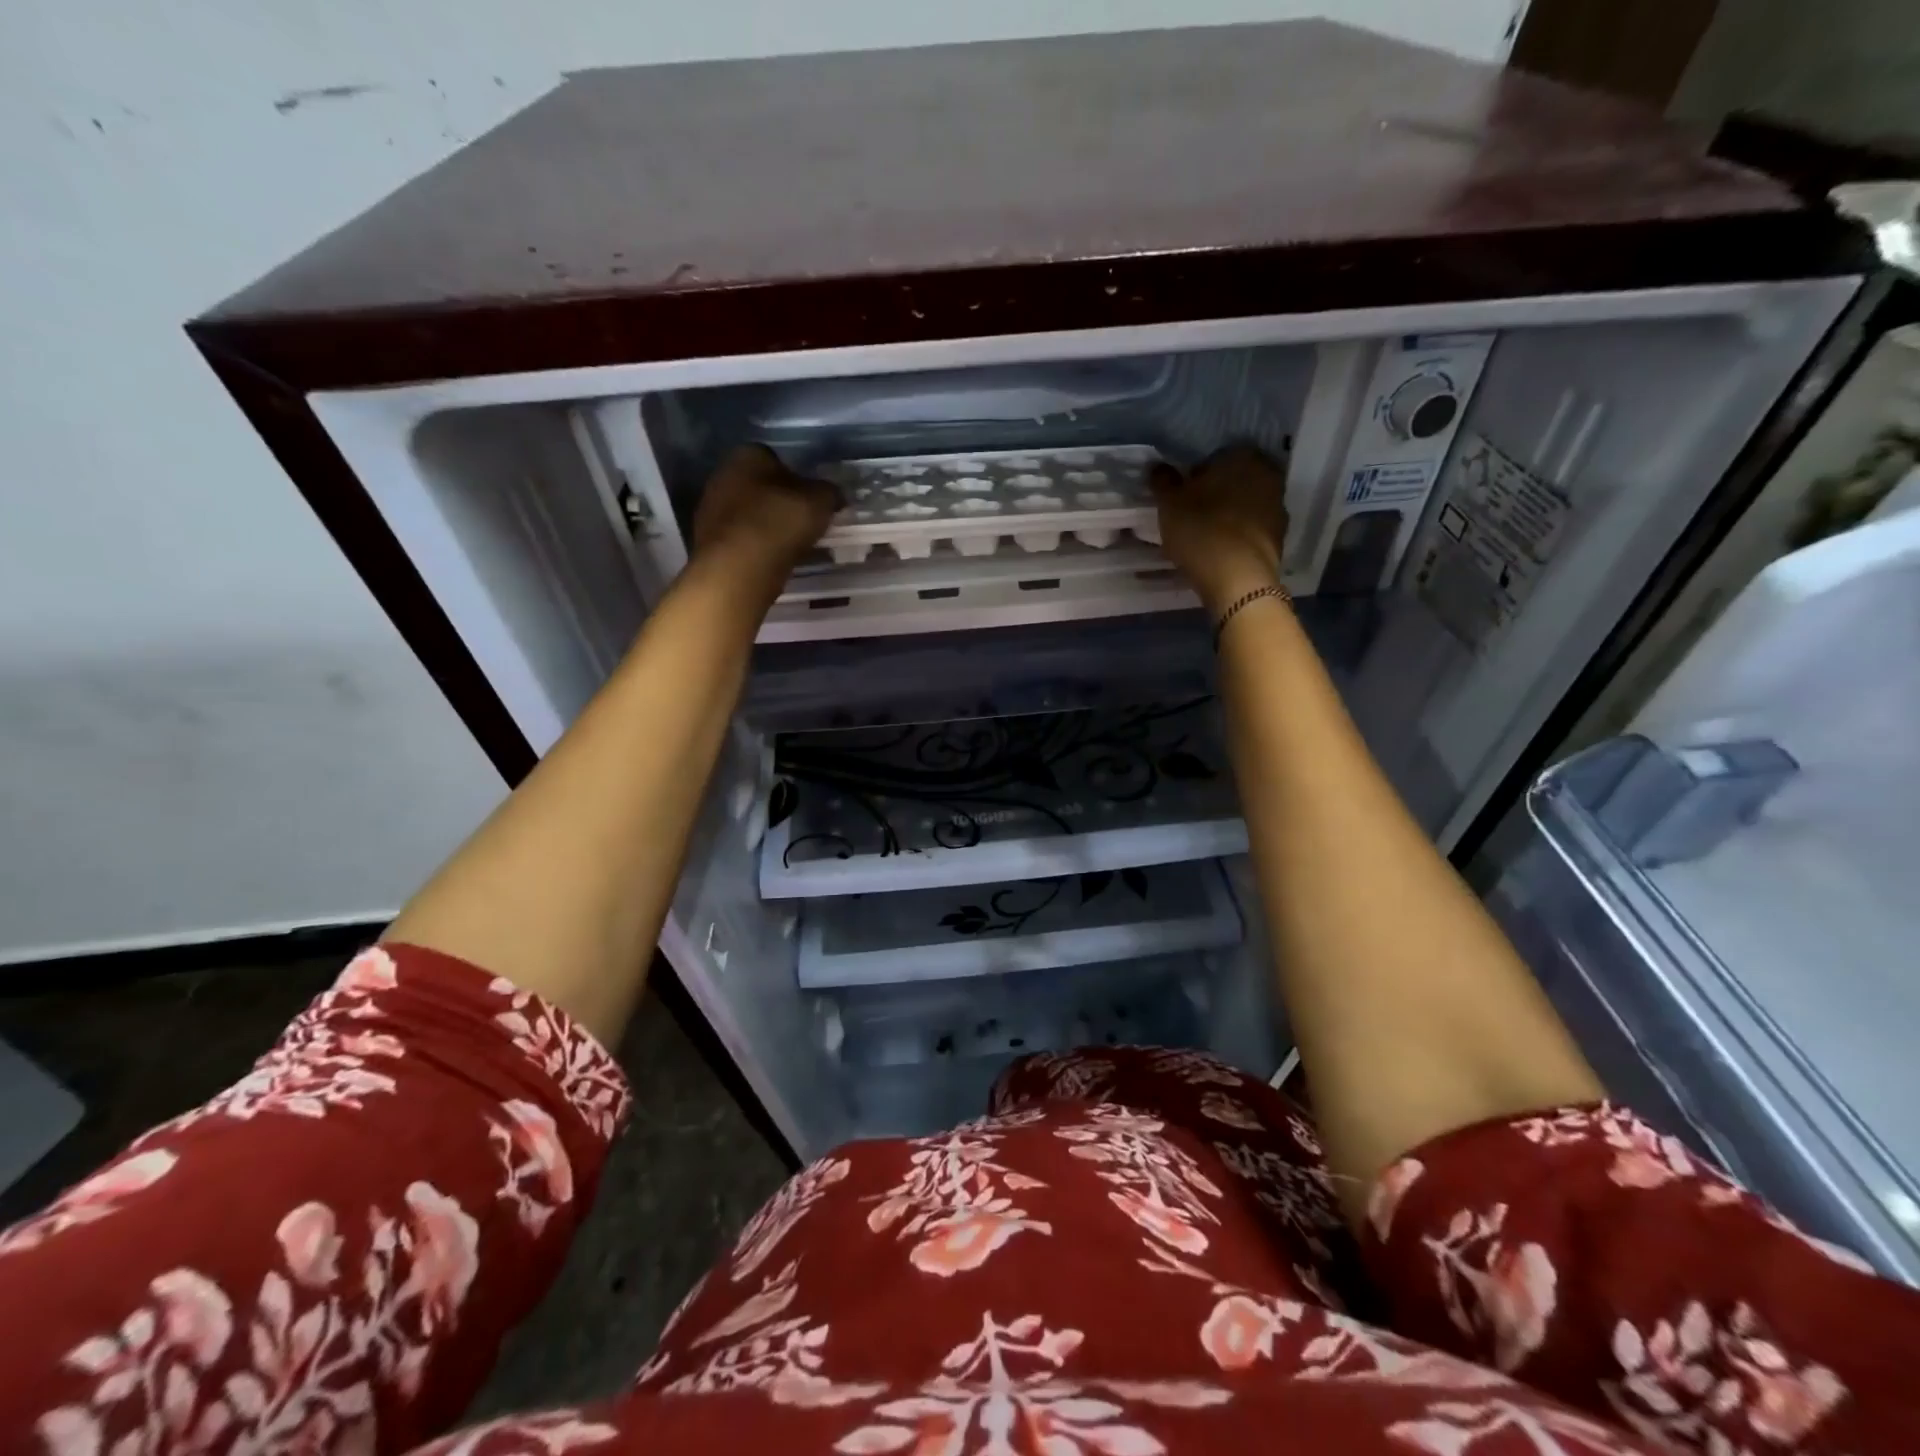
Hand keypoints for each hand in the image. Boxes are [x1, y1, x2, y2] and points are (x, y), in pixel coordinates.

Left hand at [691, 444, 841, 590]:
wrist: (739, 568)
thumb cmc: (780, 522)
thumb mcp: (820, 502)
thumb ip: (829, 492)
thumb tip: (833, 494)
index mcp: (748, 454)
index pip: (775, 459)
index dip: (797, 479)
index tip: (810, 500)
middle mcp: (722, 474)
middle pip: (759, 486)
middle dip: (779, 502)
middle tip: (802, 523)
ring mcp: (710, 509)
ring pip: (748, 513)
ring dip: (766, 526)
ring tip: (789, 546)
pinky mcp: (708, 541)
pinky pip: (740, 538)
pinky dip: (755, 546)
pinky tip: (771, 560)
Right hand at [1150, 446, 1289, 612]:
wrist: (1238, 580)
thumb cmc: (1201, 531)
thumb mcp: (1169, 504)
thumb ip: (1163, 481)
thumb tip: (1159, 468)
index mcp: (1242, 457)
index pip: (1215, 457)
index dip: (1195, 476)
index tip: (1182, 495)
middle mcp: (1267, 474)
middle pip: (1233, 480)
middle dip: (1215, 494)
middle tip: (1191, 514)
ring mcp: (1278, 506)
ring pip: (1245, 505)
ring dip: (1228, 515)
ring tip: (1205, 536)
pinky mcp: (1279, 537)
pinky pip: (1252, 529)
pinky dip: (1238, 536)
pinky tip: (1220, 551)